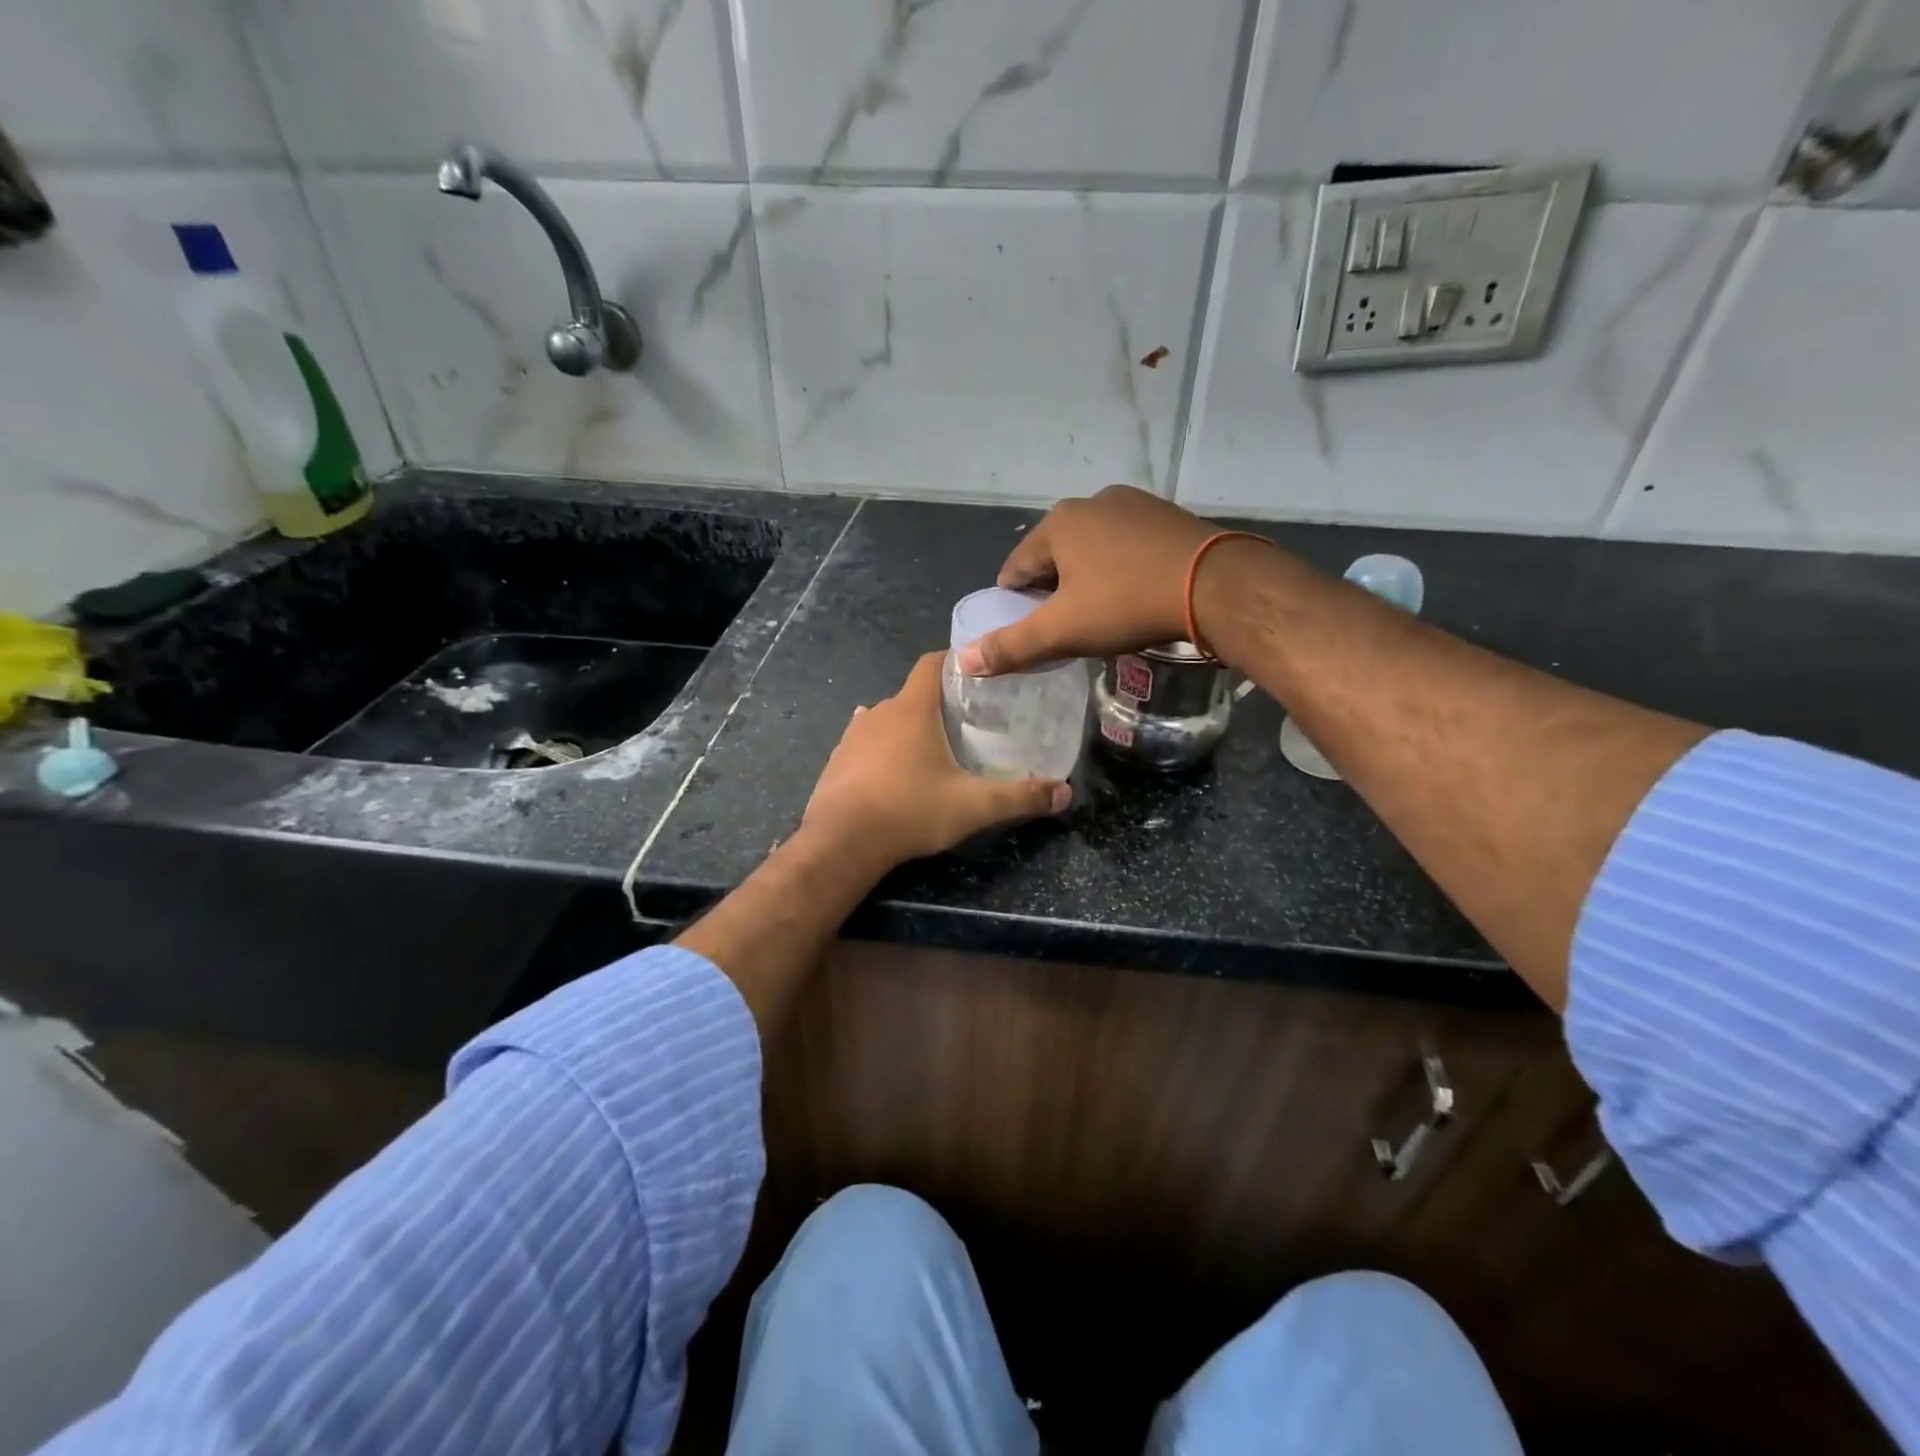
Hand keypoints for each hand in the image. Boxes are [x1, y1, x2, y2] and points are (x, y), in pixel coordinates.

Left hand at [801, 652, 1071, 870]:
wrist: (842, 843)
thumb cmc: (910, 811)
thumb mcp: (973, 806)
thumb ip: (1020, 797)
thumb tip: (1065, 794)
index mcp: (912, 709)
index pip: (931, 663)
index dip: (954, 663)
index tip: (978, 678)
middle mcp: (879, 712)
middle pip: (912, 694)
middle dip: (938, 704)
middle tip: (967, 724)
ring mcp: (852, 736)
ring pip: (886, 719)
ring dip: (908, 728)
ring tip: (933, 749)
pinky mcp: (836, 761)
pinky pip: (864, 744)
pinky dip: (882, 749)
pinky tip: (893, 768)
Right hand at [956, 485, 1232, 675]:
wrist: (1215, 585)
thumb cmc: (1127, 605)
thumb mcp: (1063, 631)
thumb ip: (1012, 646)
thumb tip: (964, 661)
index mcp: (1058, 524)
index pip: (1016, 568)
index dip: (1016, 604)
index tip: (1031, 631)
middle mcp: (1091, 502)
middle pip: (1054, 555)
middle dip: (1053, 590)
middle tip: (1068, 627)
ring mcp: (1132, 503)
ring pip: (1092, 548)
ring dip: (1087, 577)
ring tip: (1103, 613)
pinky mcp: (1166, 514)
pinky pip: (1126, 544)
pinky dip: (1120, 567)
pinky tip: (1135, 593)